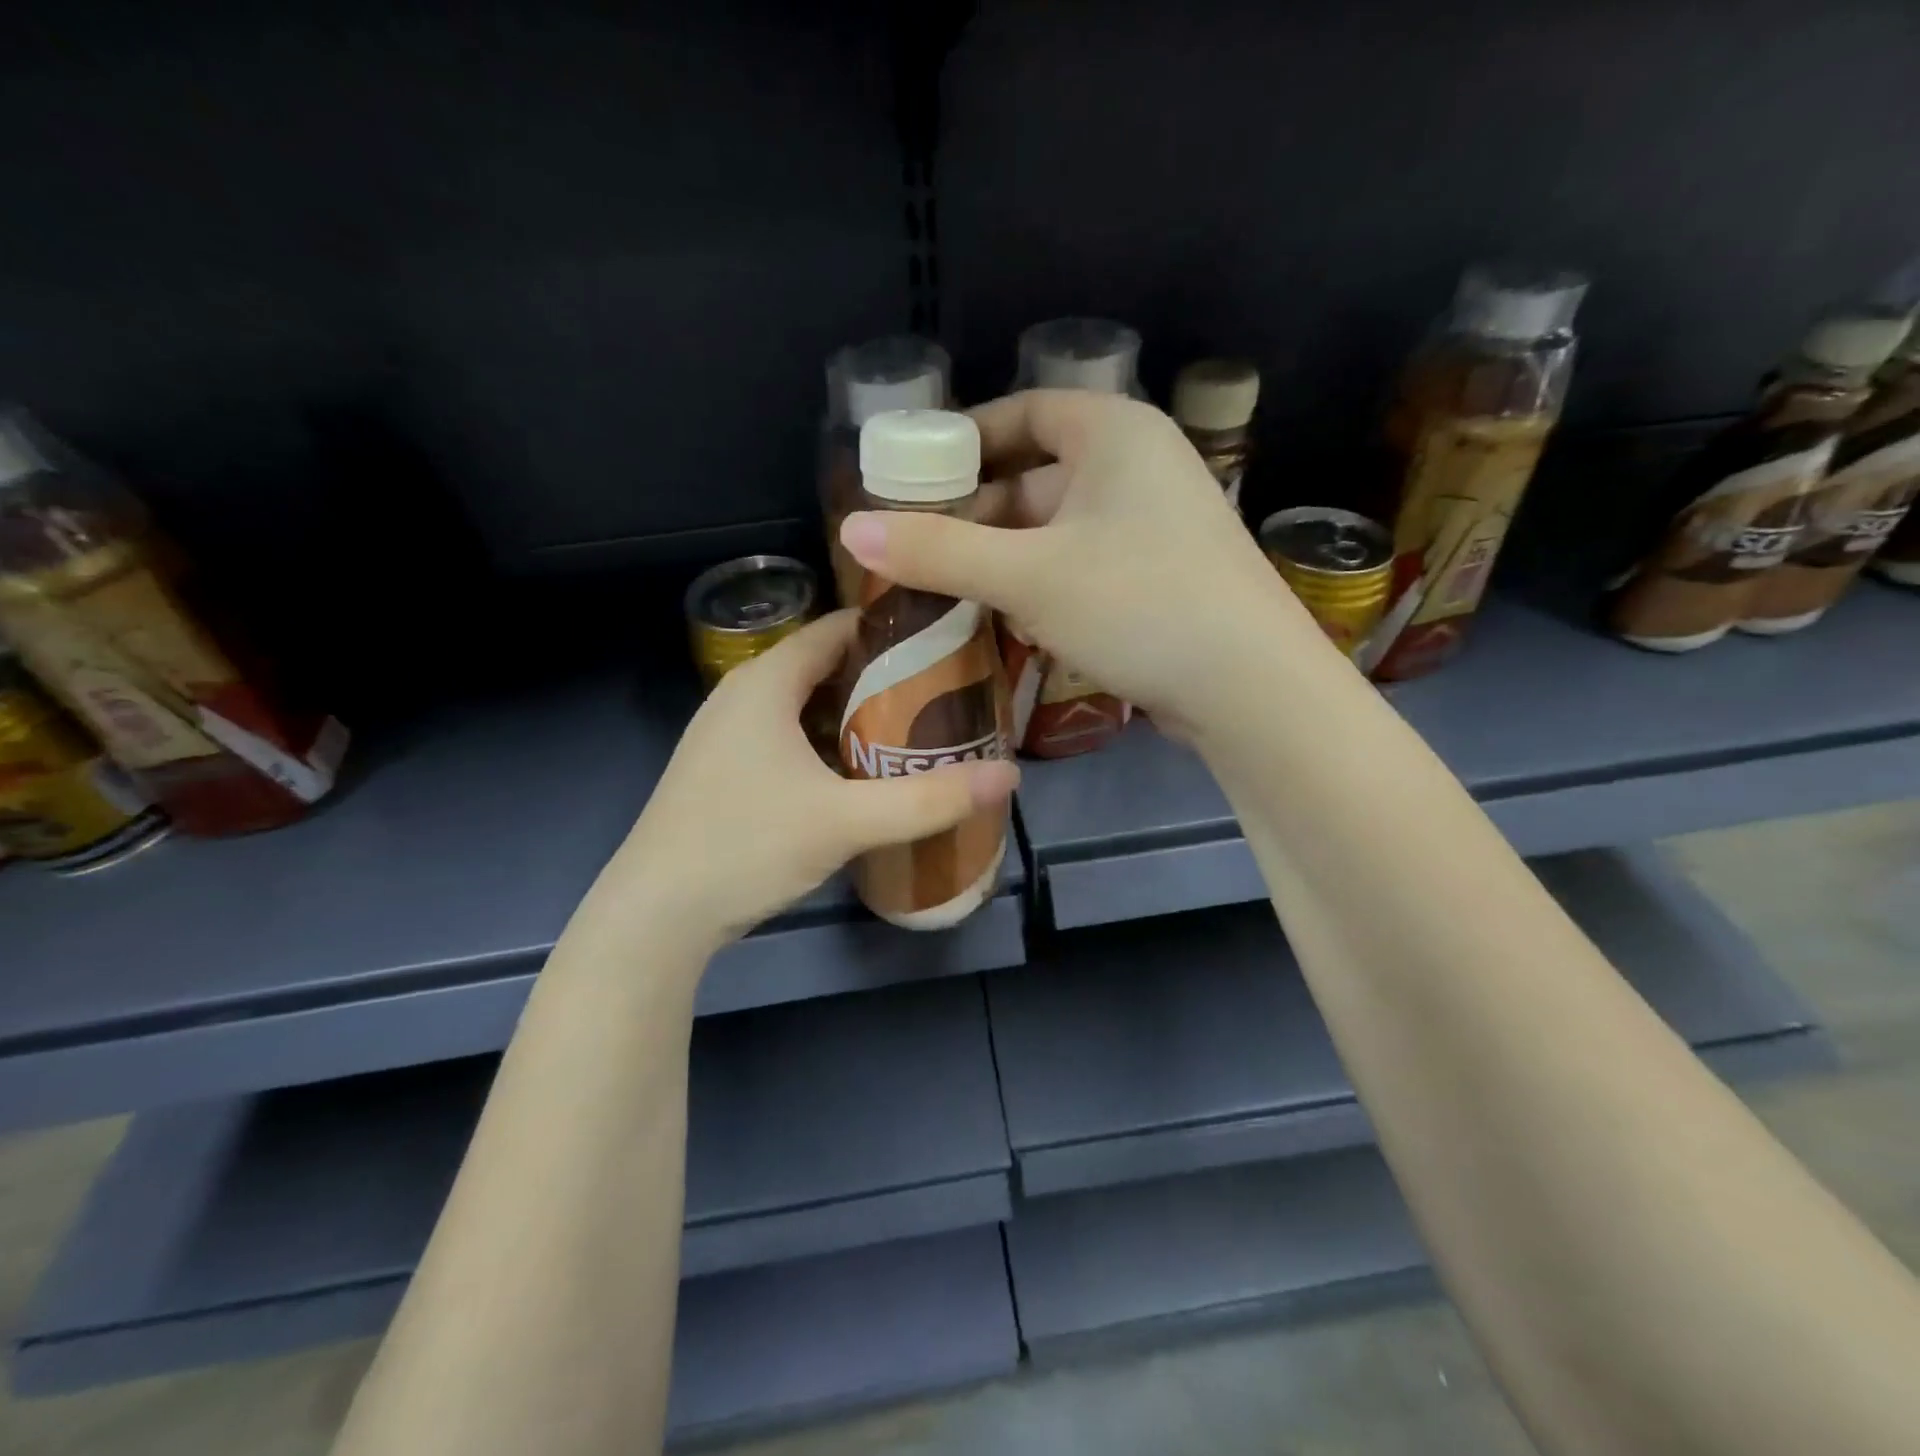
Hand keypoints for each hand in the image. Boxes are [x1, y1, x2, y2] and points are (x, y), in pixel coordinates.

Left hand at [605, 610, 1019, 949]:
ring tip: (914, 730)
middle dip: (883, 677)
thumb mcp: (846, 821)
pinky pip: (786, 736)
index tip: (947, 643)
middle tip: (944, 694)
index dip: (892, 630)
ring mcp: (726, 734)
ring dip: (855, 714)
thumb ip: (929, 799)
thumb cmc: (746, 845)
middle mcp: (742, 695)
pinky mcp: (723, 771)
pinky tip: (859, 773)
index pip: (837, 628)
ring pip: (805, 705)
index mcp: (766, 682)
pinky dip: (826, 742)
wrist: (655, 915)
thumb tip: (1009, 776)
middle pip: (825, 666)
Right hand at [837, 390, 1330, 737]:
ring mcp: (1153, 527)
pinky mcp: (1158, 579)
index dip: (964, 441)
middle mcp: (1138, 467)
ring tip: (944, 591)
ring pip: (1056, 530)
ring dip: (1003, 559)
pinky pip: (1081, 567)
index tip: (911, 478)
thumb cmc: (1138, 603)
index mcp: (1114, 434)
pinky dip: (1040, 586)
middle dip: (975, 514)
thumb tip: (851, 529)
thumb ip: (938, 550)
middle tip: (916, 549)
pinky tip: (1003, 621)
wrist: (1249, 688)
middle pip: (1035, 476)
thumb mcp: (1027, 575)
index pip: (1024, 412)